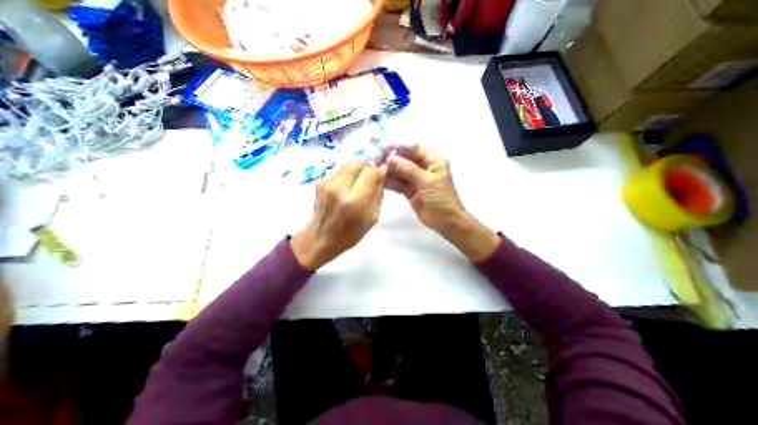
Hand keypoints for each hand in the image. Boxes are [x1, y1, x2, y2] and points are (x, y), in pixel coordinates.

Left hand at [290, 157, 386, 270]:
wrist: (322, 238)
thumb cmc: (351, 233)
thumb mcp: (373, 217)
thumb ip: (378, 193)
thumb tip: (382, 173)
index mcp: (355, 200)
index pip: (371, 172)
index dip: (379, 171)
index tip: (382, 175)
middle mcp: (339, 187)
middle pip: (358, 162)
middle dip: (368, 166)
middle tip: (371, 176)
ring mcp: (327, 182)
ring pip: (347, 161)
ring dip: (358, 167)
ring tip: (359, 179)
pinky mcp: (319, 181)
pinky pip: (339, 168)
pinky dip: (347, 171)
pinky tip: (348, 183)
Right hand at [382, 144, 502, 259]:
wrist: (445, 222)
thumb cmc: (441, 198)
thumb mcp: (427, 181)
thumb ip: (409, 169)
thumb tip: (391, 159)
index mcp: (433, 162)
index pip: (416, 149)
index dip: (402, 147)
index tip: (387, 148)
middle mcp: (424, 169)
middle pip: (406, 160)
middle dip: (393, 159)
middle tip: (378, 160)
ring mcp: (416, 181)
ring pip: (401, 172)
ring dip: (390, 171)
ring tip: (376, 170)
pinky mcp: (410, 192)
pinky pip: (399, 184)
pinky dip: (390, 182)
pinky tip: (380, 181)